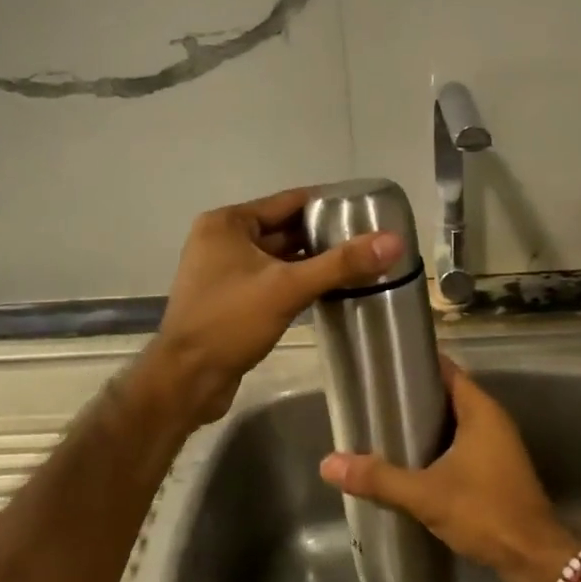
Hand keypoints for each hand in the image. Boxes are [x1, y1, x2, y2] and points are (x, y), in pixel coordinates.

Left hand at [141, 187, 401, 429]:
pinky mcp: (230, 298)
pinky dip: (296, 280)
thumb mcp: (288, 288)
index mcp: (228, 223)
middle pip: (283, 228)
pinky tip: (328, 289)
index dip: (328, 204)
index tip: (366, 210)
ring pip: (278, 256)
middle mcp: (222, 239)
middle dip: (323, 234)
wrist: (186, 381)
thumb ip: (341, 264)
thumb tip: (394, 241)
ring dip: (311, 260)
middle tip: (368, 239)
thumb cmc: (230, 322)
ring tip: (357, 262)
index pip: (288, 201)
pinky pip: (271, 279)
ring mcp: (223, 270)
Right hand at [320, 358, 579, 581]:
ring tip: (384, 430)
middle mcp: (492, 422)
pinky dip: (437, 450)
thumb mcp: (426, 494)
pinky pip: (461, 448)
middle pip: (447, 396)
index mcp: (481, 411)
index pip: (447, 370)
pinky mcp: (496, 473)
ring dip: (424, 427)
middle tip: (374, 400)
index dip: (417, 364)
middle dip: (413, 398)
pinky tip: (410, 465)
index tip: (384, 365)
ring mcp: (497, 448)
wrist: (535, 560)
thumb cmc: (485, 512)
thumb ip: (379, 478)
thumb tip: (328, 464)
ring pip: (454, 425)